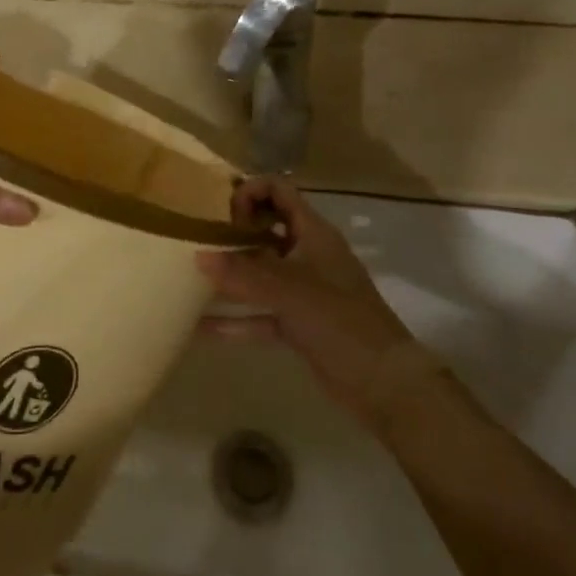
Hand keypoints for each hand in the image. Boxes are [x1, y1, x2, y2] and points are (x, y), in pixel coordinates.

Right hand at [197, 178, 450, 436]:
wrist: (385, 384)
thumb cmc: (342, 321)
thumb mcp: (291, 291)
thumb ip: (244, 273)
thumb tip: (198, 256)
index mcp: (314, 233)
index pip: (279, 191)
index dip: (251, 192)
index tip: (223, 215)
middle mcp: (306, 254)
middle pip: (266, 228)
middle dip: (232, 230)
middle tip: (197, 239)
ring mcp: (302, 290)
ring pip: (259, 271)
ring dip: (229, 273)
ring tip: (190, 274)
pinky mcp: (297, 323)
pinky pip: (259, 312)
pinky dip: (235, 317)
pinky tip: (201, 325)